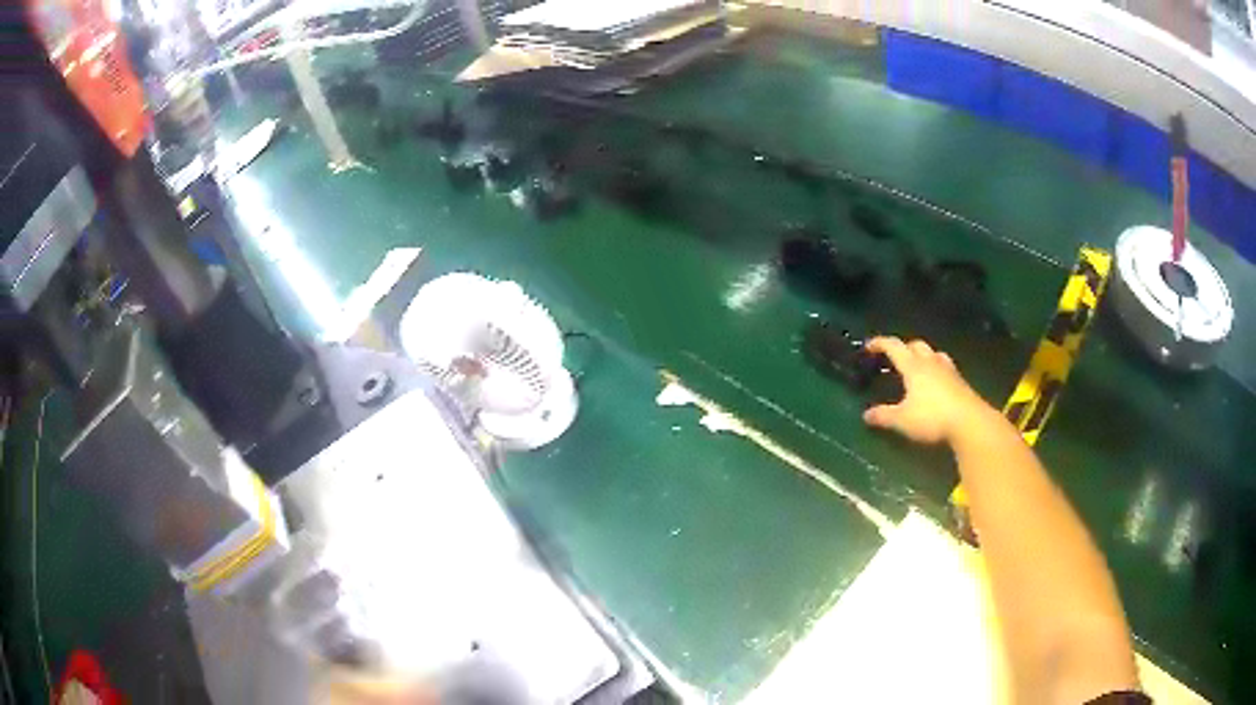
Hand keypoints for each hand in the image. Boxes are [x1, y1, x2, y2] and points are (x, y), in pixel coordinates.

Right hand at [862, 337, 994, 444]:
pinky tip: (936, 382)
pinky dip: (936, 369)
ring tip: (918, 366)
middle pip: (916, 345)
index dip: (880, 343)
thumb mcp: (902, 420)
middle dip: (904, 348)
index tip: (869, 345)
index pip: (894, 347)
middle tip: (895, 358)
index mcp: (913, 367)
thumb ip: (884, 416)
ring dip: (923, 355)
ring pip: (933, 353)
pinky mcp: (960, 382)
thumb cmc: (932, 417)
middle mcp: (930, 362)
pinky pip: (945, 367)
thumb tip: (866, 415)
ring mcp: (948, 370)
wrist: (969, 422)